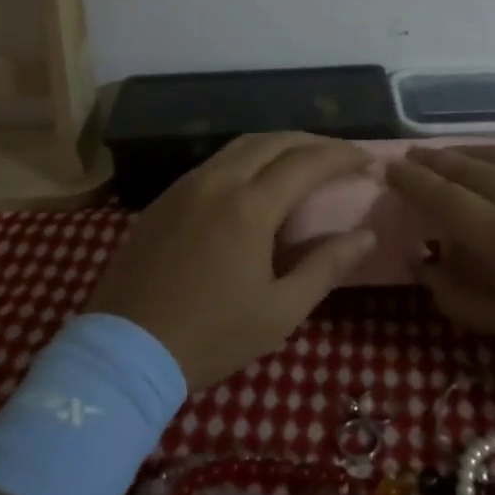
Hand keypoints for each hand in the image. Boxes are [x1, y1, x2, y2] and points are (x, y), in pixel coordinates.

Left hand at [85, 133, 378, 389]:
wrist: (125, 352)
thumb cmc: (211, 337)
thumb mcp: (280, 312)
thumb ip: (326, 266)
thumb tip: (366, 235)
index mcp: (249, 207)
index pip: (306, 162)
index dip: (342, 155)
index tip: (368, 159)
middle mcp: (217, 182)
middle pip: (274, 141)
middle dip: (314, 142)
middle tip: (341, 157)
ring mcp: (186, 186)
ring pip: (241, 146)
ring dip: (279, 145)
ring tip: (304, 162)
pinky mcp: (164, 199)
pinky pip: (215, 162)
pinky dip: (247, 159)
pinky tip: (256, 181)